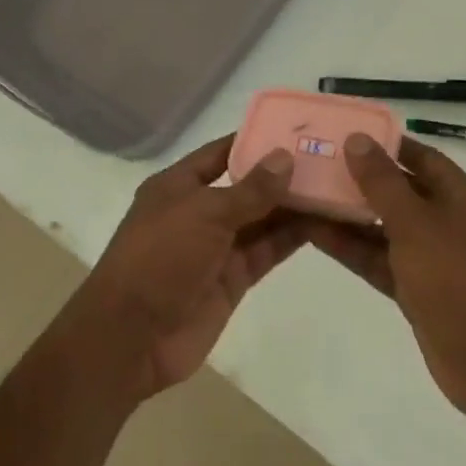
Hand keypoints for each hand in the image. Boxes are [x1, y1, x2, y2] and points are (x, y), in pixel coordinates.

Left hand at [73, 135, 304, 400]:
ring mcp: (216, 247)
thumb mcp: (205, 213)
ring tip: (334, 185)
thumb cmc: (159, 258)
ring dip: (292, 205)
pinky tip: (322, 221)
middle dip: (281, 174)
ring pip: (261, 219)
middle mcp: (199, 212)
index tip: (294, 127)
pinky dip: (290, 238)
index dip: (254, 139)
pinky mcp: (232, 279)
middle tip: (327, 156)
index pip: (222, 152)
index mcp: (178, 186)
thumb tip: (286, 157)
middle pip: (246, 186)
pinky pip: (265, 251)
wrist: (131, 338)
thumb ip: (250, 189)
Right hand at [307, 136, 465, 425]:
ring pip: (385, 227)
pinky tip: (316, 234)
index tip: (345, 134)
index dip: (385, 144)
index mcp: (460, 195)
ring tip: (305, 195)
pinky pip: (381, 259)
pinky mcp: (417, 289)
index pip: (420, 156)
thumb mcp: (415, 224)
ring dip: (350, 215)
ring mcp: (433, 257)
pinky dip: (354, 248)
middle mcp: (448, 220)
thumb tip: (358, 139)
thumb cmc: (456, 279)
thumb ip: (383, 182)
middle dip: (360, 179)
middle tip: (315, 163)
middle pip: (399, 190)